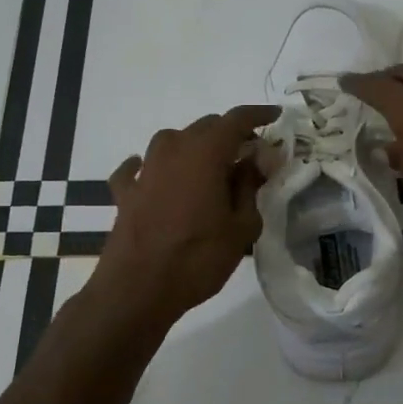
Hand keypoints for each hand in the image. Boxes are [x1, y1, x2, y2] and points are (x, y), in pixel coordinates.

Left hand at [95, 104, 278, 323]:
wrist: (137, 289)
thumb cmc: (198, 258)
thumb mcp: (241, 227)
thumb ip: (250, 186)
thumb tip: (257, 160)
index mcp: (205, 152)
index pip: (237, 119)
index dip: (259, 115)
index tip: (276, 117)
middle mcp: (173, 149)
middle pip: (206, 127)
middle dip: (230, 135)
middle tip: (250, 157)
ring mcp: (145, 169)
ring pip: (172, 141)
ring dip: (194, 148)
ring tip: (210, 169)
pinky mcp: (126, 192)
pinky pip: (138, 168)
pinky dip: (151, 166)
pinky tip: (154, 175)